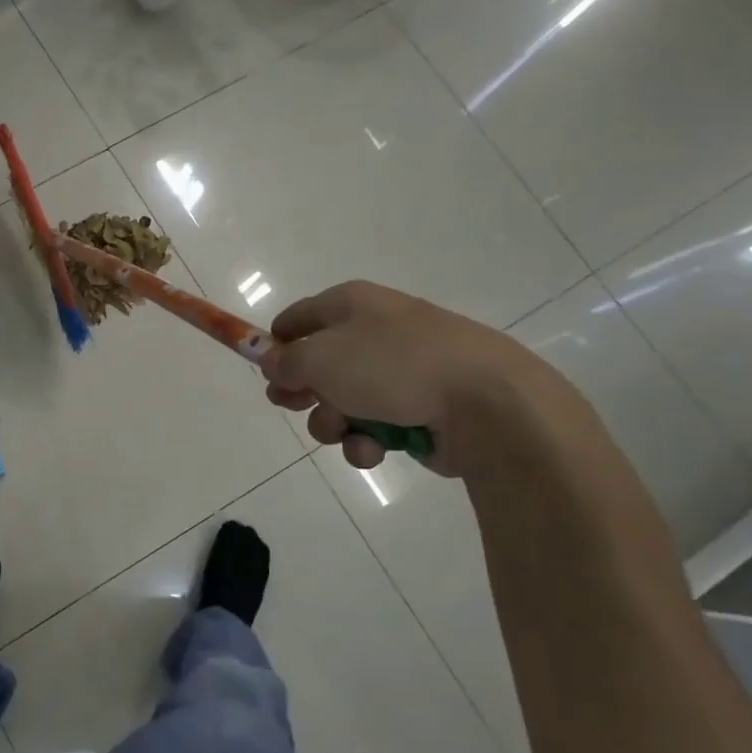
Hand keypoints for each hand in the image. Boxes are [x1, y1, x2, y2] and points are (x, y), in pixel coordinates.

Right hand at [258, 281, 542, 476]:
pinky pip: (375, 425)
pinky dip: (367, 439)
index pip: (299, 317)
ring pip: (344, 400)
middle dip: (304, 390)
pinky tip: (374, 448)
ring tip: (343, 430)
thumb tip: (272, 363)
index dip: (277, 344)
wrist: (487, 403)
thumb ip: (286, 362)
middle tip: (292, 405)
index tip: (265, 373)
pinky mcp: (420, 410)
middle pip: (319, 362)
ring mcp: (401, 372)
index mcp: (353, 304)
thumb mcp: (320, 358)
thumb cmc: (392, 366)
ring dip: (333, 421)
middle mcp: (376, 331)